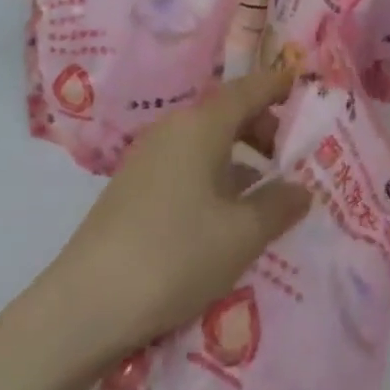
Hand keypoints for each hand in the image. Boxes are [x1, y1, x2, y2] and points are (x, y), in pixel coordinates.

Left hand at [47, 65, 312, 360]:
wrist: (86, 305)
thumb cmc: (176, 255)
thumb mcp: (242, 234)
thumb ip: (279, 205)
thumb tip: (302, 188)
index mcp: (201, 125)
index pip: (248, 89)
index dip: (278, 85)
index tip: (304, 83)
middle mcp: (173, 129)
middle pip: (226, 113)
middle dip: (263, 127)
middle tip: (294, 154)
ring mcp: (148, 158)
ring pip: (206, 142)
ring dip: (239, 156)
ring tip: (267, 189)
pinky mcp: (133, 187)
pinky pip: (187, 165)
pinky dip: (215, 175)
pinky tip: (226, 213)